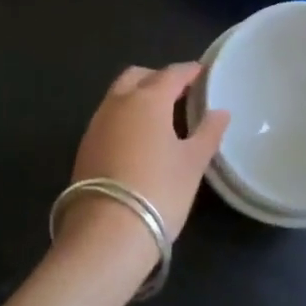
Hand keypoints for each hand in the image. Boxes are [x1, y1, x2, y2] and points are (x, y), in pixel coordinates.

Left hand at [63, 63, 229, 260]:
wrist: (106, 234)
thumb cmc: (159, 191)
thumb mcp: (192, 163)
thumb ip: (208, 133)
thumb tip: (220, 112)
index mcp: (148, 99)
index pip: (171, 74)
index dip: (189, 71)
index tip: (202, 72)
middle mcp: (118, 102)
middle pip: (139, 76)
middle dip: (158, 77)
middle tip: (179, 92)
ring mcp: (97, 123)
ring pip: (119, 94)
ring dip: (138, 95)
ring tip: (160, 116)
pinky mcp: (85, 146)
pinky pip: (109, 117)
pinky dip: (125, 116)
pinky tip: (138, 138)